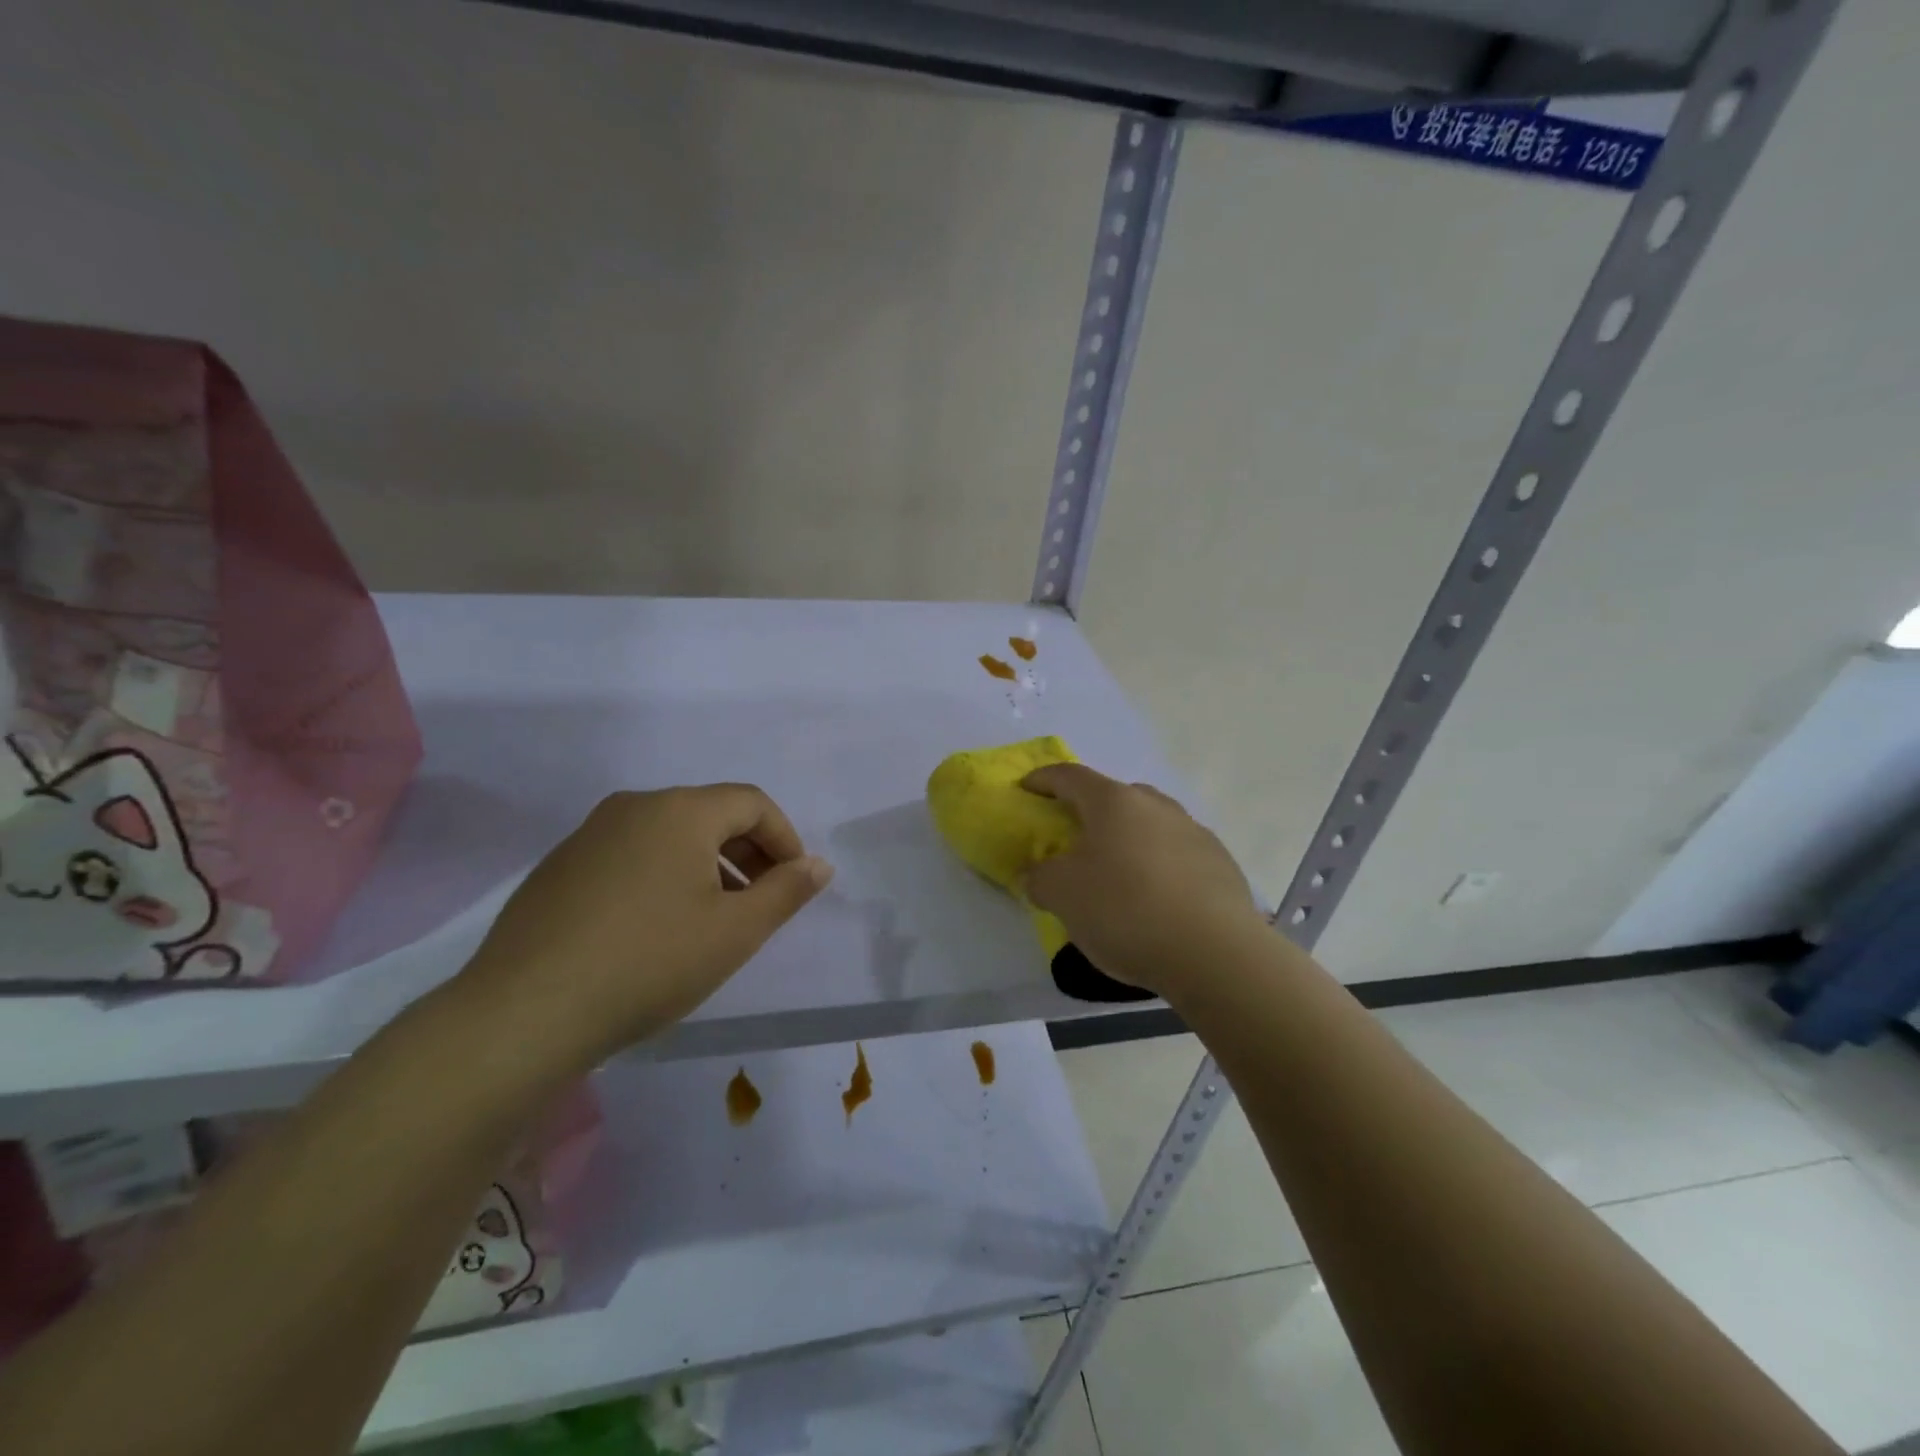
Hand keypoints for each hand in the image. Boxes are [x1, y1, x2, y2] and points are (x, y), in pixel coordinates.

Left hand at [457, 785, 833, 1071]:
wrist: (524, 1013)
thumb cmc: (649, 963)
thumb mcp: (736, 931)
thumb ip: (786, 891)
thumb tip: (819, 864)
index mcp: (680, 810)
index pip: (752, 803)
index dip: (785, 838)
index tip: (794, 883)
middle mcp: (634, 806)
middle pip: (710, 814)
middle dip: (747, 853)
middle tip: (760, 903)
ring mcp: (589, 834)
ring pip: (668, 835)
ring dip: (706, 866)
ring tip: (713, 920)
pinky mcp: (559, 867)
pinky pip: (630, 856)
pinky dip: (661, 877)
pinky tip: (654, 930)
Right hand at [1022, 764, 1264, 998]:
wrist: (1215, 953)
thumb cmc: (1126, 911)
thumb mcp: (1062, 896)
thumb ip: (1040, 878)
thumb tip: (1038, 874)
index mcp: (1114, 802)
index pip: (1070, 776)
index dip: (1043, 780)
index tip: (1026, 788)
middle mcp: (1156, 806)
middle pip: (1114, 797)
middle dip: (1089, 812)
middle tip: (1073, 838)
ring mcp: (1194, 832)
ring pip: (1149, 825)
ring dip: (1127, 839)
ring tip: (1116, 874)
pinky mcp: (1220, 863)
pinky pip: (1176, 854)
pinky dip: (1158, 866)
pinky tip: (1155, 900)